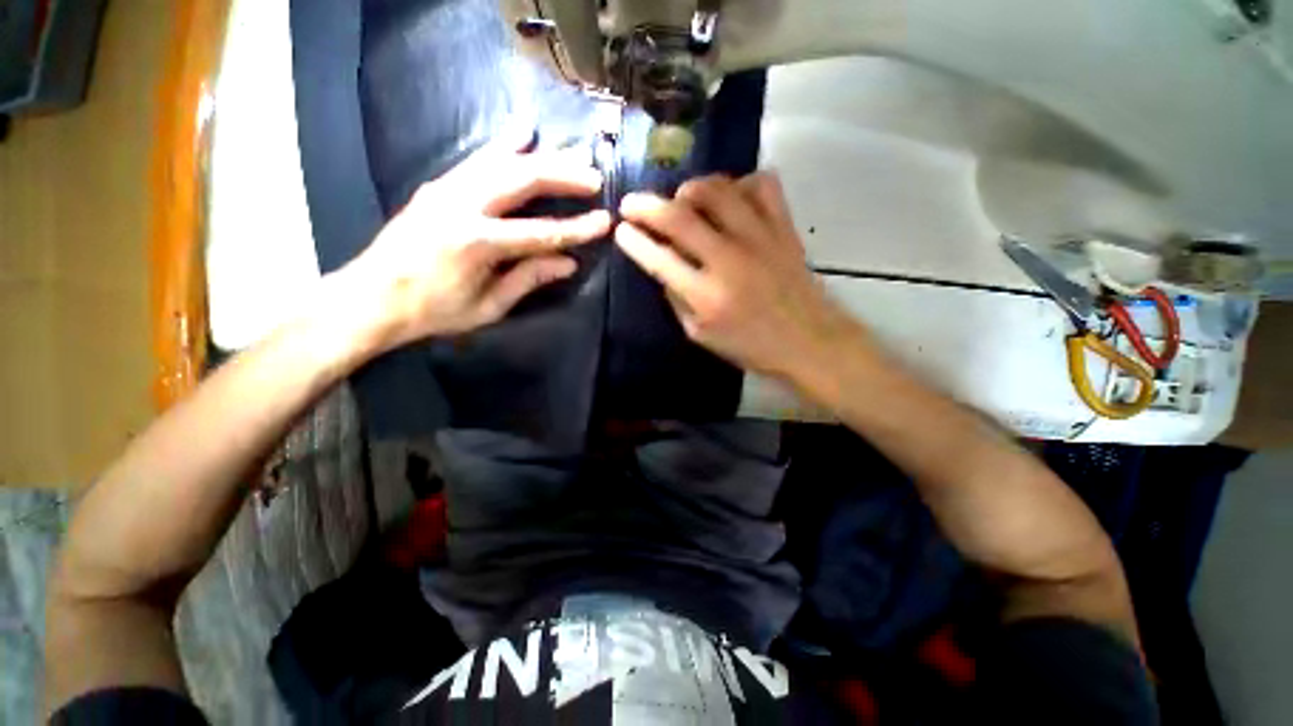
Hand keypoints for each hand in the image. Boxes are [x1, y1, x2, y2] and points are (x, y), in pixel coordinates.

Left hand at [342, 129, 611, 349]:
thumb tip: (569, 263)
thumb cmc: (434, 311)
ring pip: (502, 162)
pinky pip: (478, 159)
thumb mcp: (489, 306)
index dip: (577, 229)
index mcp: (477, 244)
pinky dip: (504, 146)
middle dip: (563, 176)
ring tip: (572, 154)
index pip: (541, 233)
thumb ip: (528, 279)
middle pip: (523, 180)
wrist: (371, 296)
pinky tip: (523, 133)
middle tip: (594, 177)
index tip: (604, 222)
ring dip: (542, 157)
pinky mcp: (438, 185)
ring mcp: (446, 189)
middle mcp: (462, 206)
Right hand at [616, 173, 860, 379]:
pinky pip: (762, 184)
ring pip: (717, 189)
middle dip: (646, 206)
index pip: (659, 258)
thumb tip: (663, 265)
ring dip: (690, 189)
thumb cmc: (750, 345)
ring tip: (682, 200)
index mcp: (706, 295)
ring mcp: (759, 237)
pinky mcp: (783, 227)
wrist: (808, 341)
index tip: (621, 229)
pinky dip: (740, 184)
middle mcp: (729, 259)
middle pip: (680, 217)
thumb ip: (677, 300)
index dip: (634, 241)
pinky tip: (732, 199)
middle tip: (632, 203)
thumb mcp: (701, 336)